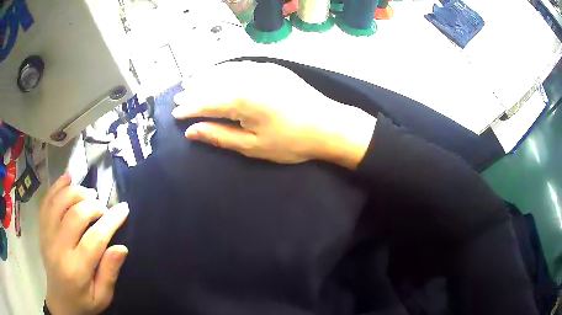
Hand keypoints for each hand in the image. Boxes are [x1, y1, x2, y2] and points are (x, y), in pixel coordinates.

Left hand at [40, 173, 129, 314]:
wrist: (60, 301)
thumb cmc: (84, 301)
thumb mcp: (102, 297)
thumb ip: (110, 273)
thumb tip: (121, 247)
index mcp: (76, 270)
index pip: (94, 239)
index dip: (111, 221)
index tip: (124, 208)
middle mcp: (58, 249)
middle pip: (75, 215)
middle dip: (94, 205)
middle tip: (104, 208)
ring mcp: (47, 235)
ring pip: (59, 202)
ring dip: (76, 192)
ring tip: (89, 193)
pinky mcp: (42, 229)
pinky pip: (47, 201)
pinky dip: (57, 186)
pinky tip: (68, 178)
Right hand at [173, 61, 375, 168]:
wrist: (328, 125)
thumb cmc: (291, 142)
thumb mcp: (252, 146)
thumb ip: (220, 136)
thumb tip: (191, 131)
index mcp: (242, 100)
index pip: (206, 101)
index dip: (189, 108)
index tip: (174, 113)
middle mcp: (248, 79)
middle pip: (213, 83)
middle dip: (194, 91)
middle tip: (179, 97)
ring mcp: (262, 70)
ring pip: (225, 71)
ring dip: (207, 77)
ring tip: (192, 83)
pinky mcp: (272, 68)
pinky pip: (241, 65)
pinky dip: (225, 70)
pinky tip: (219, 73)